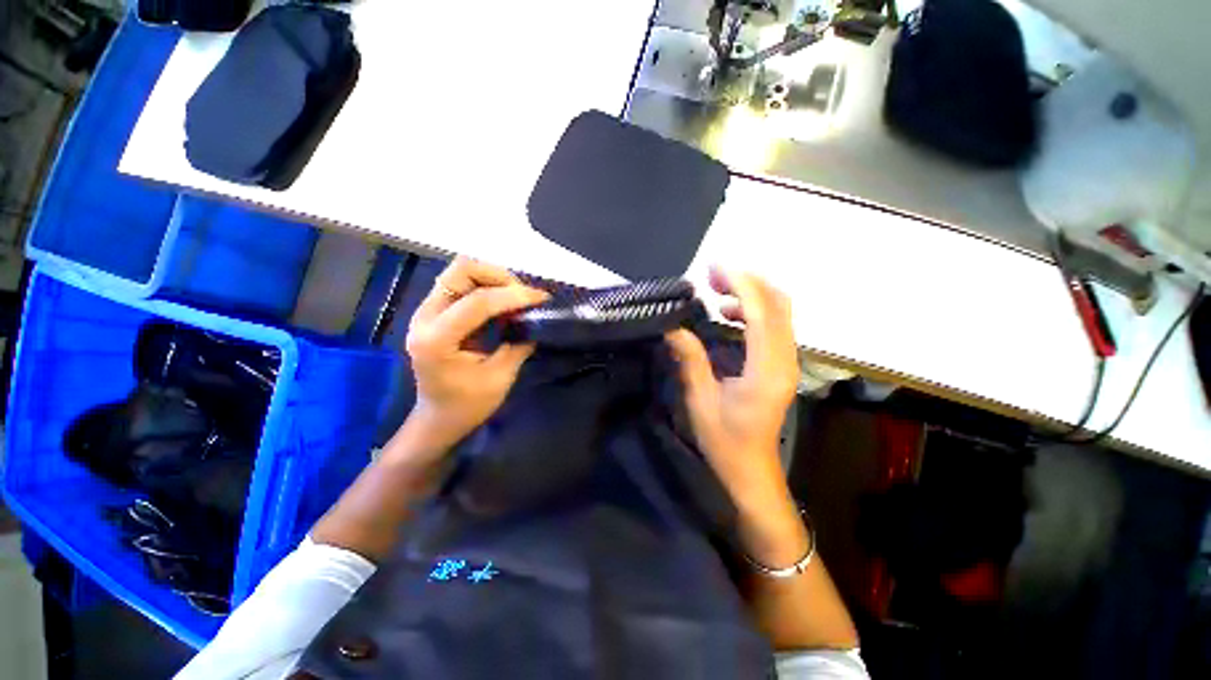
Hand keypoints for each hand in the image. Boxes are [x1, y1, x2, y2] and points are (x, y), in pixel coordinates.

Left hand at [405, 257, 548, 449]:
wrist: (438, 418)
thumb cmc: (468, 405)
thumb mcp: (500, 377)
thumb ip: (519, 344)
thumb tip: (537, 319)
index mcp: (437, 340)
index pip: (477, 302)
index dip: (513, 295)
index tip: (541, 298)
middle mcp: (425, 317)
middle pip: (461, 270)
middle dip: (499, 277)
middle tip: (523, 295)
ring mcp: (427, 311)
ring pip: (461, 272)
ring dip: (493, 279)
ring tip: (516, 297)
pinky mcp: (435, 311)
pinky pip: (462, 284)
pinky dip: (487, 286)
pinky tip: (504, 302)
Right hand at [666, 268, 798, 505]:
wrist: (751, 469)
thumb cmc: (725, 439)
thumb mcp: (700, 400)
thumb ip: (690, 360)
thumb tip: (673, 327)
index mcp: (767, 369)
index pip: (760, 312)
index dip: (740, 283)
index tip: (714, 267)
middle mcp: (785, 360)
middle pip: (778, 304)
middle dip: (747, 282)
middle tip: (712, 276)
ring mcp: (788, 362)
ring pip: (780, 312)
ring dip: (751, 294)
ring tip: (717, 292)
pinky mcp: (782, 365)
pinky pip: (775, 325)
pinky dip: (754, 310)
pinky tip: (729, 314)